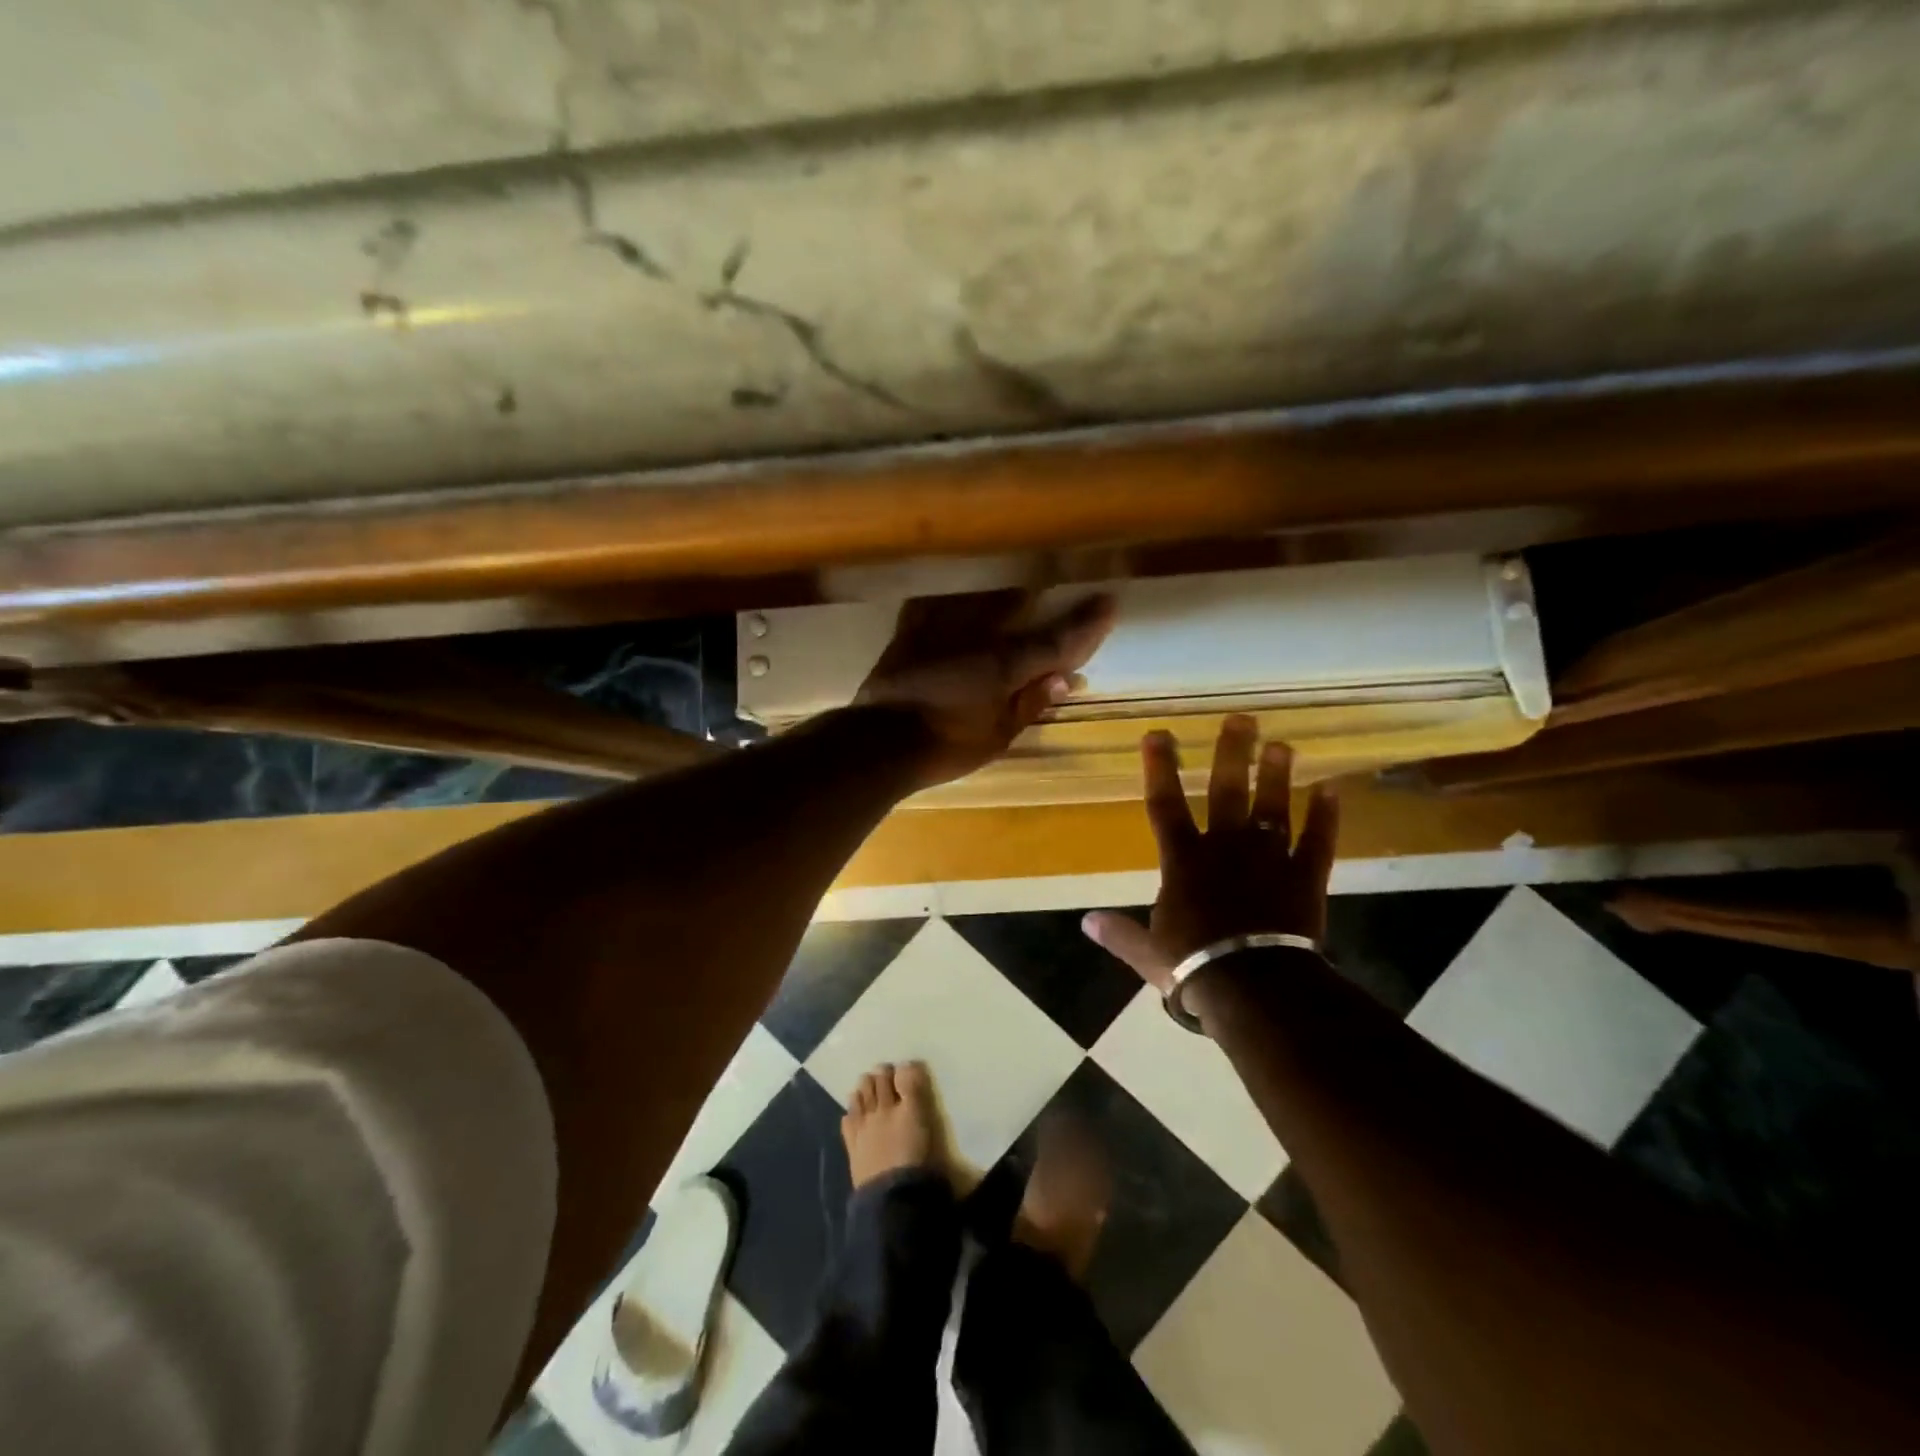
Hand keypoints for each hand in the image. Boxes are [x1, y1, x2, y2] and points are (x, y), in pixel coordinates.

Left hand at [856, 590, 1115, 789]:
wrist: (879, 742)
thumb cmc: (946, 747)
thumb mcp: (998, 736)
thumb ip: (1031, 703)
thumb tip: (1064, 679)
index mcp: (1006, 663)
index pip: (1057, 639)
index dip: (1087, 623)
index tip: (1109, 601)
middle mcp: (977, 634)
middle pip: (1018, 602)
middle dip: (1039, 595)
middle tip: (1053, 586)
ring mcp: (941, 626)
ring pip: (977, 594)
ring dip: (997, 593)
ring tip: (1006, 591)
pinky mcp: (909, 630)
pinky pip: (933, 602)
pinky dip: (947, 601)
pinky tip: (950, 601)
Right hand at [1081, 715, 1338, 1006]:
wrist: (1255, 987)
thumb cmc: (1195, 965)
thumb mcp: (1147, 953)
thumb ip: (1120, 933)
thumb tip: (1086, 922)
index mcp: (1184, 861)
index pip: (1165, 805)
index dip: (1159, 769)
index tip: (1158, 734)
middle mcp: (1226, 848)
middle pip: (1227, 792)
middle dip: (1231, 754)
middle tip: (1241, 719)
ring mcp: (1269, 860)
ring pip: (1273, 808)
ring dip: (1277, 776)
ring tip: (1282, 744)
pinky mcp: (1305, 878)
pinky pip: (1317, 842)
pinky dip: (1326, 817)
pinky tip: (1332, 789)